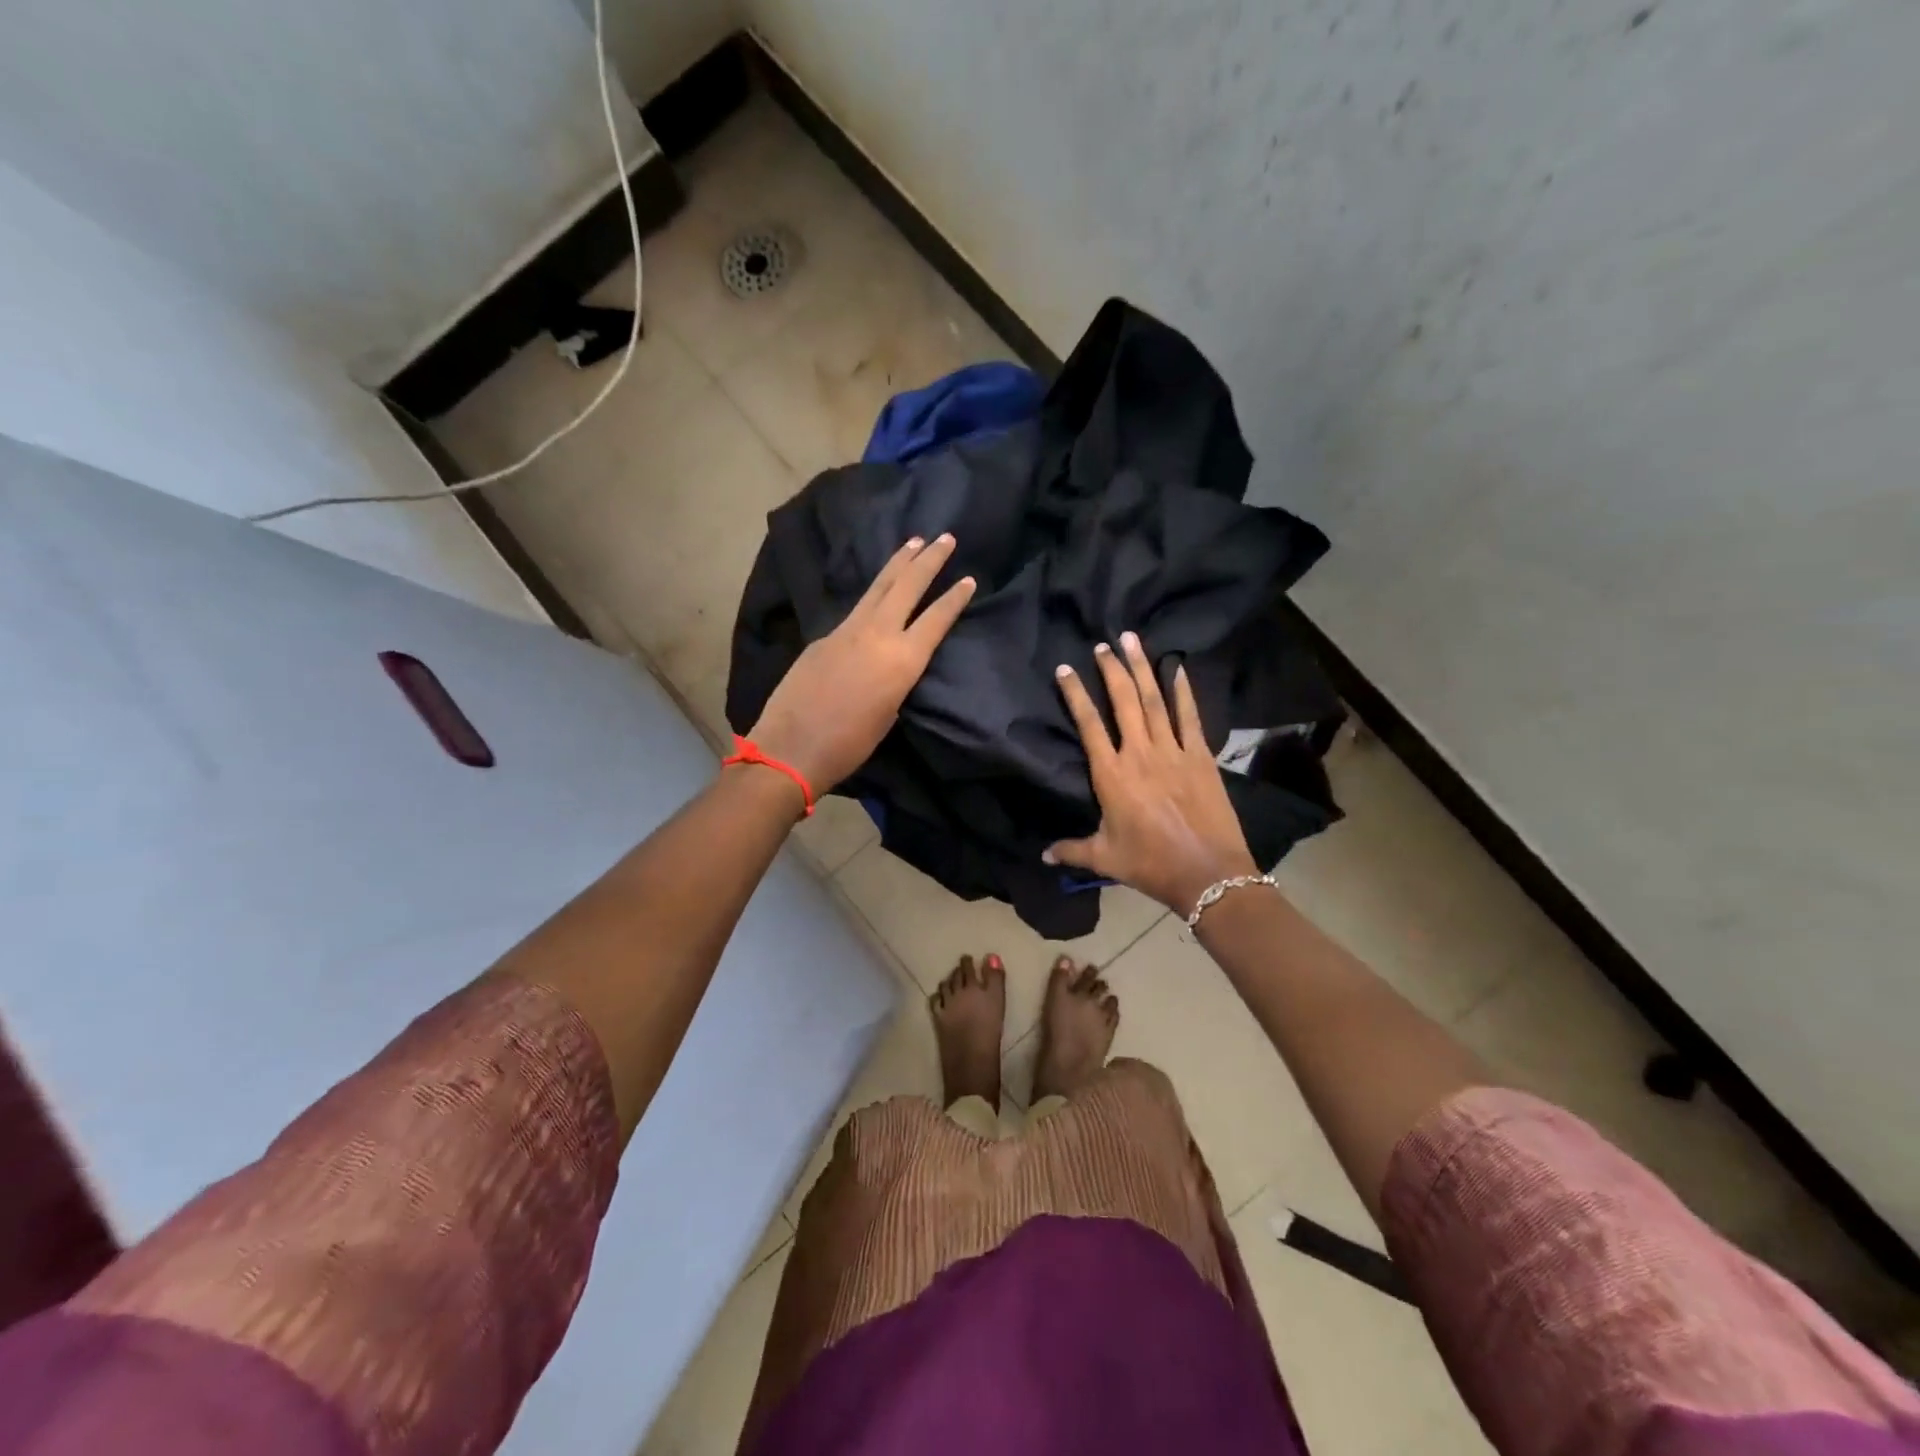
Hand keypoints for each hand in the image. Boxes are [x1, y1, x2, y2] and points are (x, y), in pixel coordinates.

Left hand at [749, 534, 975, 791]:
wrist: (791, 748)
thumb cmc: (849, 745)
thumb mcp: (888, 715)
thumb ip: (896, 682)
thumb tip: (891, 667)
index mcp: (902, 661)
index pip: (936, 619)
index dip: (954, 598)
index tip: (968, 579)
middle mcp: (878, 635)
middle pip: (907, 587)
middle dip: (929, 560)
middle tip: (945, 538)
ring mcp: (846, 631)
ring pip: (878, 588)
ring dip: (898, 563)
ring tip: (913, 542)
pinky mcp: (823, 637)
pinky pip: (856, 609)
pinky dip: (873, 594)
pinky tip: (877, 592)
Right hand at [1045, 631, 1258, 914]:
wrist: (1208, 873)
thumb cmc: (1150, 864)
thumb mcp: (1105, 858)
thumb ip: (1072, 850)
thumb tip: (1043, 856)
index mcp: (1112, 775)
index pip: (1088, 725)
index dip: (1076, 694)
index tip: (1065, 669)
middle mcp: (1140, 754)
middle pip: (1124, 701)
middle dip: (1112, 669)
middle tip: (1103, 644)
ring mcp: (1174, 752)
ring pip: (1154, 700)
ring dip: (1142, 669)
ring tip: (1133, 640)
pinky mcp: (1201, 757)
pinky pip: (1190, 717)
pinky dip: (1183, 691)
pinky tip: (1176, 668)